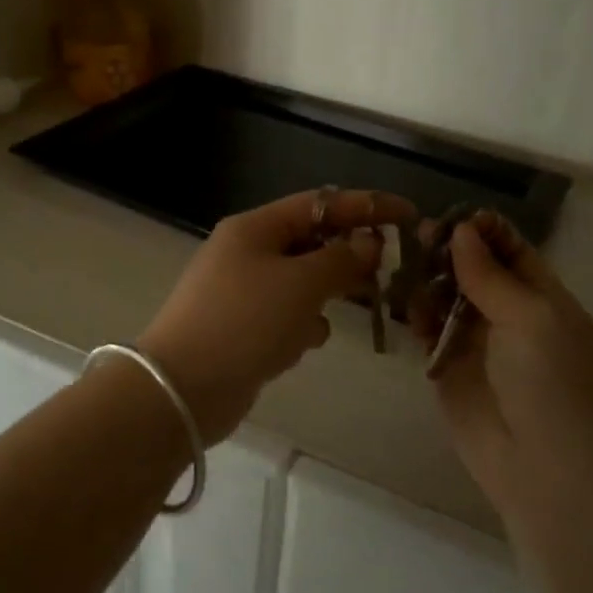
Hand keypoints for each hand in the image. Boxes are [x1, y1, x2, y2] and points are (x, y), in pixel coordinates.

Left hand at [140, 189, 415, 441]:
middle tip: (390, 270)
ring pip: (300, 282)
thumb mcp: (301, 284)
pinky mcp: (241, 329)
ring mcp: (241, 292)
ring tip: (356, 307)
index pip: (320, 203)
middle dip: (349, 254)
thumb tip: (369, 243)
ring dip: (327, 292)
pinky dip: (302, 325)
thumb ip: (342, 259)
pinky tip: (307, 343)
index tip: (409, 215)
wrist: (182, 389)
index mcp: (255, 228)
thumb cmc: (245, 322)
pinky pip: (284, 316)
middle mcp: (246, 252)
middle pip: (311, 241)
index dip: (366, 206)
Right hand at [418, 213, 592, 544]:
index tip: (449, 215)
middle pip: (473, 270)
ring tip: (404, 266)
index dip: (484, 230)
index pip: (512, 251)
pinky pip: (427, 331)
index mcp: (543, 299)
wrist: (549, 475)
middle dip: (448, 251)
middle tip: (417, 236)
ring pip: (446, 298)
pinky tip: (404, 304)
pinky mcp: (447, 371)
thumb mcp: (532, 319)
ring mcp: (477, 344)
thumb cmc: (555, 386)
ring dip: (427, 280)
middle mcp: (509, 316)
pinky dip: (415, 315)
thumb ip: (491, 275)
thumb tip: (462, 229)